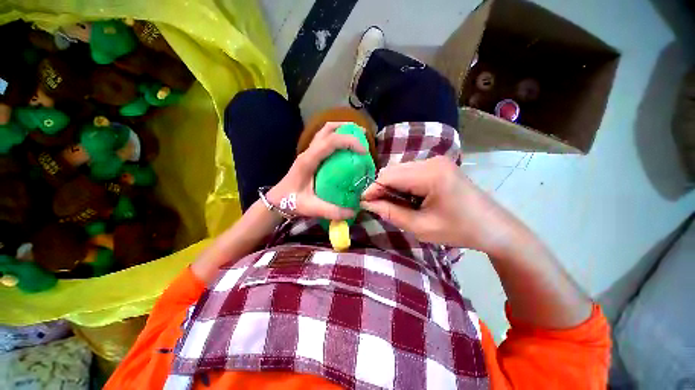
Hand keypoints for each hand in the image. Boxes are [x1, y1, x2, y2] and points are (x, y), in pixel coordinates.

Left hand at [267, 122, 365, 219]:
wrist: (277, 200)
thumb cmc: (291, 202)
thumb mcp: (311, 207)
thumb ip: (332, 210)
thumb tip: (354, 211)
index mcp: (308, 160)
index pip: (331, 141)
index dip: (349, 141)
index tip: (364, 151)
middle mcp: (309, 152)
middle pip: (328, 129)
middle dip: (347, 128)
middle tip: (363, 135)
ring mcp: (309, 152)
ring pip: (325, 132)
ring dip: (342, 130)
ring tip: (358, 137)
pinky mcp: (311, 156)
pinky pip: (325, 140)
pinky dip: (338, 138)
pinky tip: (346, 149)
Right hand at [361, 156, 519, 252]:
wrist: (494, 227)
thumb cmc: (459, 230)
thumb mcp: (421, 227)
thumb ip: (391, 213)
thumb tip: (368, 204)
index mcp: (431, 174)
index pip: (389, 176)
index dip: (372, 189)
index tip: (363, 203)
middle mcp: (432, 161)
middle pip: (393, 170)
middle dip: (381, 188)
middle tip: (377, 206)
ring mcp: (436, 161)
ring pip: (400, 170)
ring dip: (391, 186)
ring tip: (392, 205)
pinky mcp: (438, 166)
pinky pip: (410, 172)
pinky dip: (402, 184)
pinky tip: (406, 198)